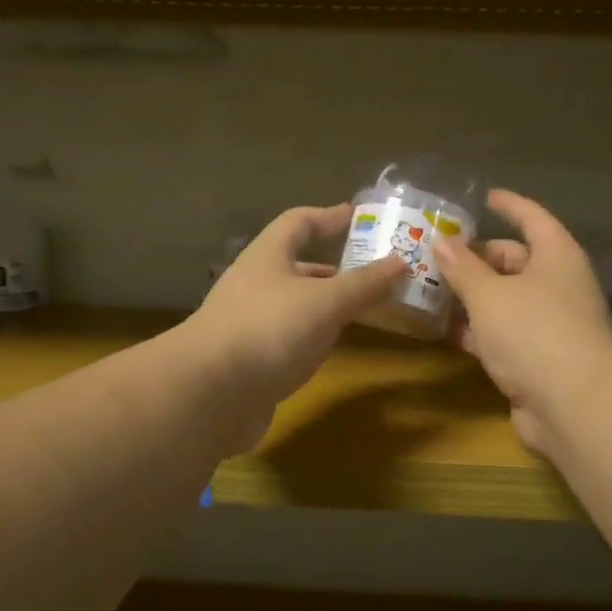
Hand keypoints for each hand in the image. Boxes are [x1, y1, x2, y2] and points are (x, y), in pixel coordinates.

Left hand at [187, 204, 405, 445]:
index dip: (330, 216)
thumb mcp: (325, 302)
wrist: (209, 394)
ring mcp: (250, 324)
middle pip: (298, 265)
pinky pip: (290, 338)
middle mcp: (256, 285)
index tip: (360, 216)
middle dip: (335, 266)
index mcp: (268, 257)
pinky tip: (333, 347)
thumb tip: (402, 262)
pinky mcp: (251, 360)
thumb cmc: (269, 330)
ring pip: (296, 304)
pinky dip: (315, 336)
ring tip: (364, 308)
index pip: (299, 222)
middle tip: (374, 271)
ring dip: (327, 304)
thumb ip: (364, 284)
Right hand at [433, 189, 611, 455]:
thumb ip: (462, 268)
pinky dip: (478, 331)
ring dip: (471, 298)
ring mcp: (550, 324)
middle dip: (477, 259)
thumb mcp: (489, 295)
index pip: (532, 218)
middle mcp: (558, 285)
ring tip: (430, 291)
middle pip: (515, 261)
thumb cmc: (533, 333)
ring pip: (506, 301)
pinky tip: (446, 331)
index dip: (509, 205)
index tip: (485, 197)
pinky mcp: (539, 359)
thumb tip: (440, 241)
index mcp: (557, 257)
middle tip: (436, 257)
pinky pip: (503, 334)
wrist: (573, 405)